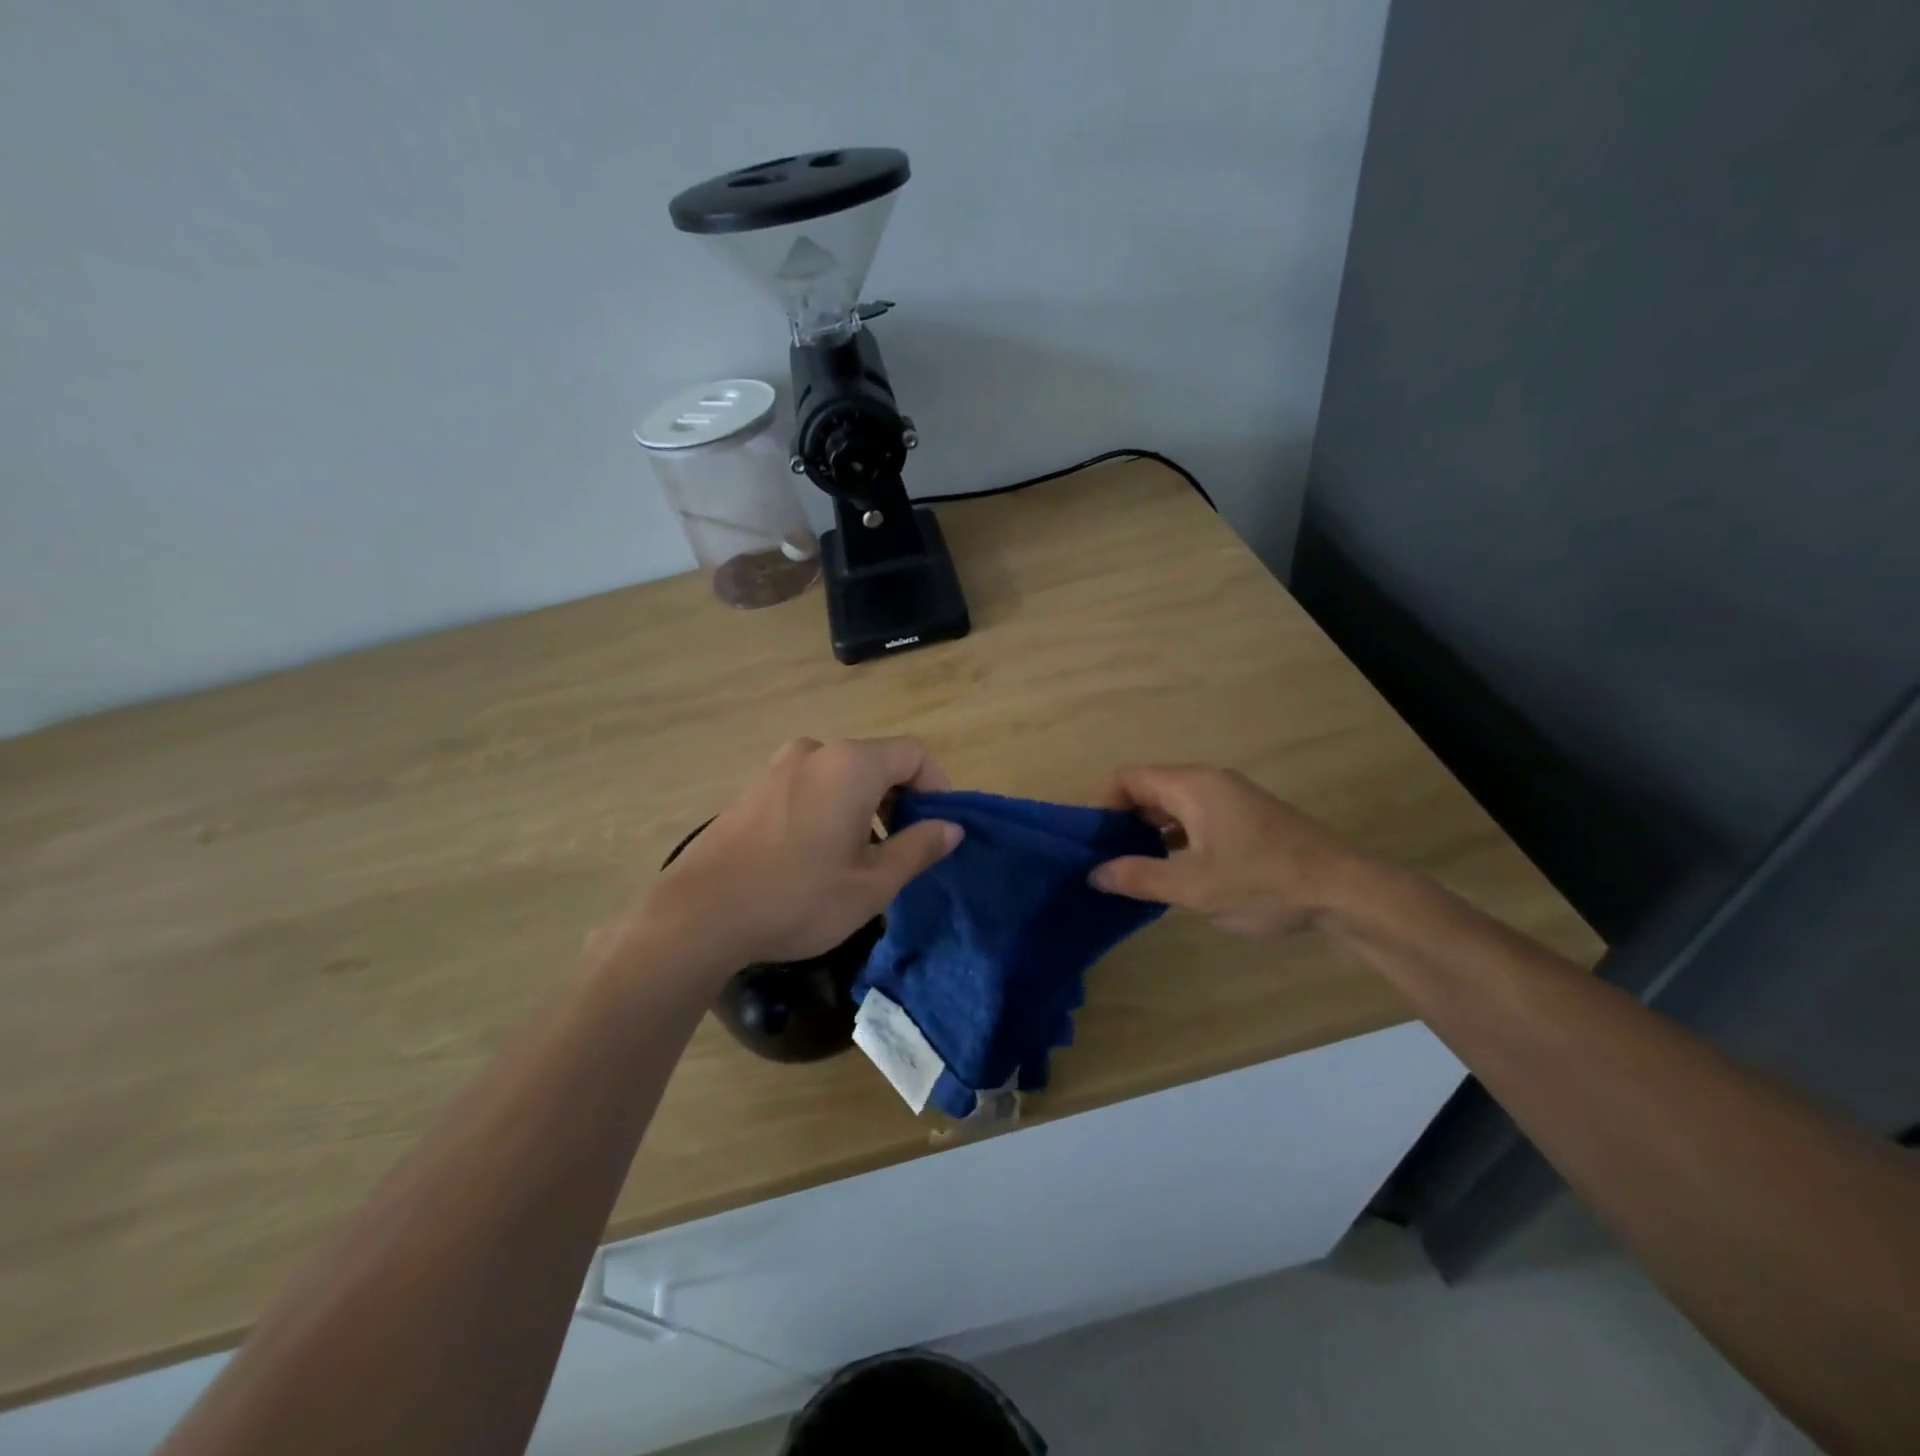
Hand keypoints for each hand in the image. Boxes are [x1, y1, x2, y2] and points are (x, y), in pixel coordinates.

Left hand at [635, 737, 962, 969]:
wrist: (698, 915)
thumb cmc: (797, 897)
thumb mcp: (872, 884)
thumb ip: (918, 848)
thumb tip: (951, 827)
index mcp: (850, 765)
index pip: (914, 754)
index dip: (938, 786)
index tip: (939, 828)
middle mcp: (815, 753)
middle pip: (877, 761)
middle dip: (901, 800)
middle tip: (905, 849)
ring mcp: (778, 768)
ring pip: (842, 776)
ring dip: (866, 806)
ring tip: (863, 858)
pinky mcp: (754, 790)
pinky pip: (811, 786)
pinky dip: (832, 809)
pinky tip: (819, 856)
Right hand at [1089, 764, 1368, 935]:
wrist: (1347, 891)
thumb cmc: (1265, 883)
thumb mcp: (1195, 888)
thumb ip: (1140, 877)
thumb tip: (1095, 873)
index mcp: (1193, 786)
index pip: (1128, 778)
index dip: (1103, 806)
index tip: (1092, 843)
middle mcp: (1210, 783)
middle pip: (1150, 789)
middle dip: (1123, 821)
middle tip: (1105, 860)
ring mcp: (1233, 799)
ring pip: (1174, 805)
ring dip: (1150, 832)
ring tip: (1133, 869)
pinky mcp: (1249, 819)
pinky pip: (1197, 817)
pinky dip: (1177, 837)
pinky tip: (1174, 871)